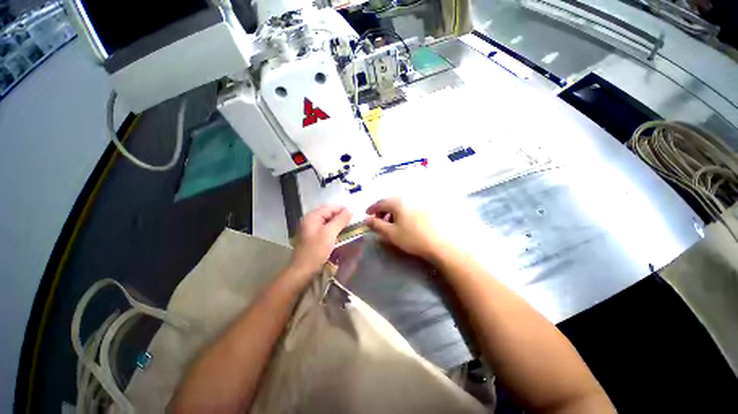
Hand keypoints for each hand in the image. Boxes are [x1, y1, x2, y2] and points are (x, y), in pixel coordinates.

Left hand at [290, 205, 351, 277]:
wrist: (302, 270)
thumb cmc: (316, 250)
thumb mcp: (330, 233)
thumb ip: (340, 220)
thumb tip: (350, 210)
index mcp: (312, 216)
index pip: (330, 207)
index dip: (343, 209)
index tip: (355, 215)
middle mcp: (310, 219)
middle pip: (329, 213)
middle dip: (341, 216)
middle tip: (352, 222)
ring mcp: (310, 228)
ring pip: (328, 221)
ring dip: (338, 223)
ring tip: (348, 228)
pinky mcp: (313, 236)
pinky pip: (325, 228)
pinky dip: (333, 229)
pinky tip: (339, 234)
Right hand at [364, 198, 449, 260]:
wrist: (444, 241)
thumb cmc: (414, 238)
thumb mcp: (391, 233)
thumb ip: (377, 225)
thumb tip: (366, 219)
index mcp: (396, 201)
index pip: (379, 203)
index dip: (371, 209)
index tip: (367, 215)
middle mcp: (407, 196)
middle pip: (390, 201)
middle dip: (383, 211)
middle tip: (380, 221)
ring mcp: (420, 199)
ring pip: (402, 202)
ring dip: (394, 211)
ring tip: (394, 223)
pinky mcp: (429, 204)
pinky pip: (411, 204)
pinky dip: (405, 210)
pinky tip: (408, 220)